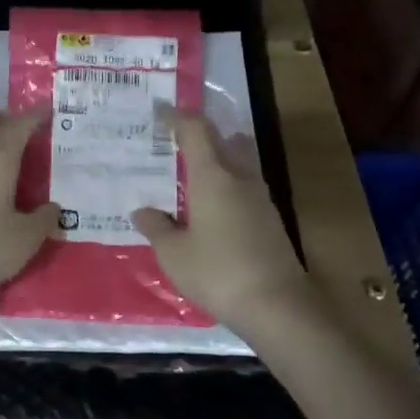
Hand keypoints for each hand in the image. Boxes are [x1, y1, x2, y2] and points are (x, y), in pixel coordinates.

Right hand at [133, 110, 307, 336]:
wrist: (277, 306)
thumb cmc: (217, 272)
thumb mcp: (173, 254)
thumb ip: (156, 227)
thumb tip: (142, 211)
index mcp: (213, 177)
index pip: (195, 131)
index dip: (176, 117)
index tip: (158, 112)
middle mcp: (239, 178)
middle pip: (222, 140)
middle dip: (199, 134)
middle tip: (172, 141)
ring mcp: (260, 198)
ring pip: (238, 162)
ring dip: (217, 158)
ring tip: (190, 171)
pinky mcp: (270, 220)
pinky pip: (244, 186)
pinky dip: (226, 183)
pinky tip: (210, 206)